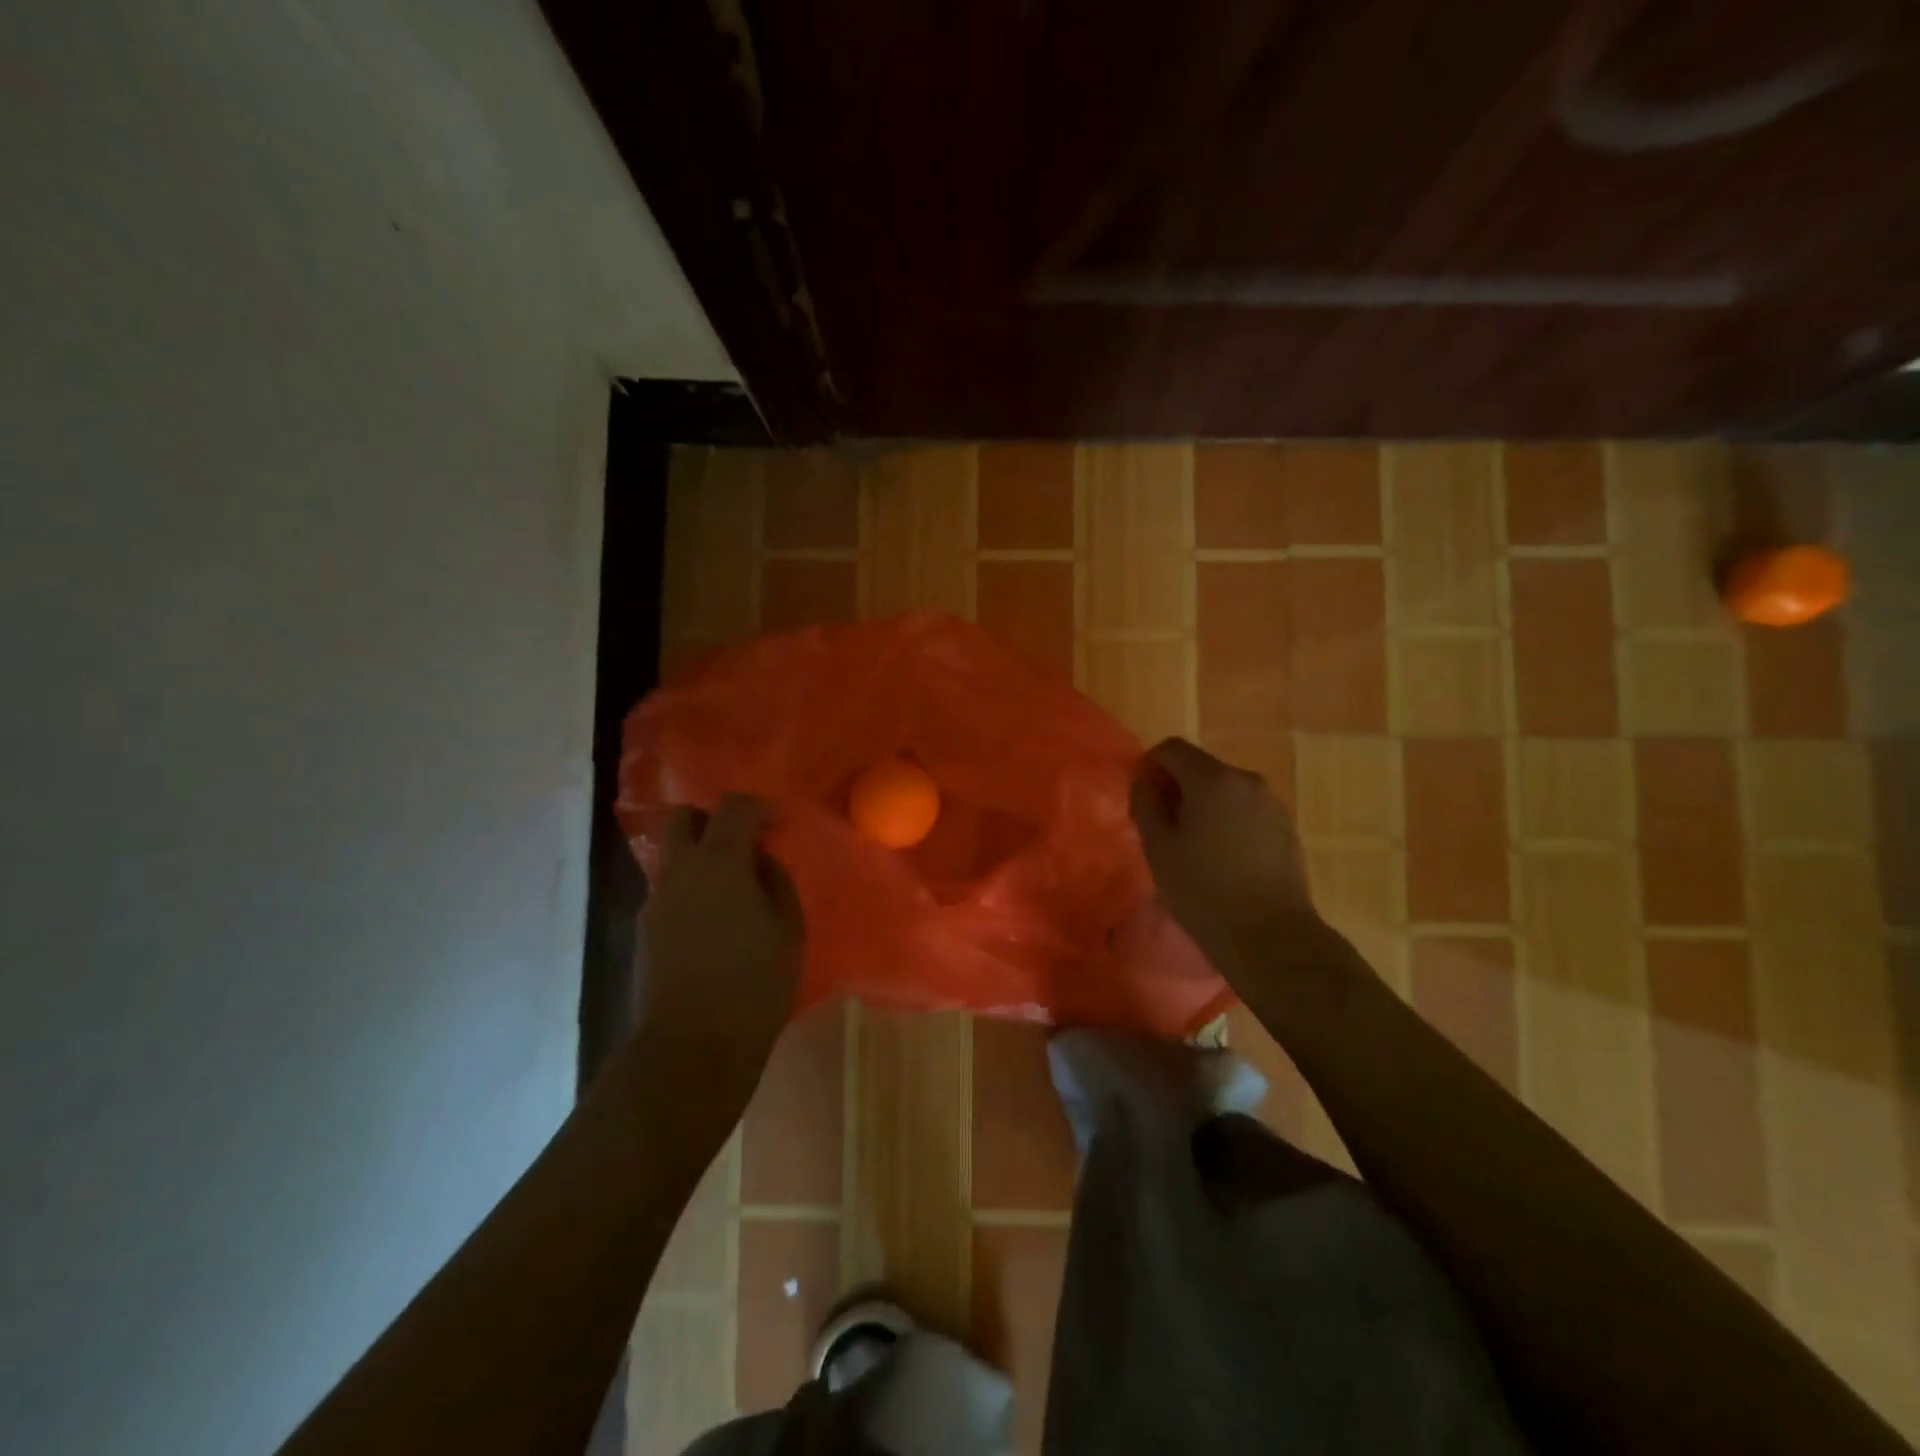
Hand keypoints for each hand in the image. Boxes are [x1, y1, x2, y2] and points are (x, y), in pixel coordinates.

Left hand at [637, 796, 804, 1094]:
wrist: (691, 1045)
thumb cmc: (754, 983)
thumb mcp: (788, 929)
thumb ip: (776, 883)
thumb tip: (760, 863)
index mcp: (719, 863)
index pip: (733, 807)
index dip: (759, 808)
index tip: (779, 827)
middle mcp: (679, 872)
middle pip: (682, 818)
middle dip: (713, 820)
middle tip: (744, 846)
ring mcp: (655, 901)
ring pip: (673, 857)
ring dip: (701, 858)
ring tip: (735, 894)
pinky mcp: (644, 931)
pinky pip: (670, 891)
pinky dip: (692, 890)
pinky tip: (715, 925)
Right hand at [1129, 738, 1316, 986]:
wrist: (1271, 936)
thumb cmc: (1203, 890)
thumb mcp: (1158, 847)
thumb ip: (1145, 803)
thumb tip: (1146, 781)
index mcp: (1213, 779)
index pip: (1172, 748)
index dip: (1150, 765)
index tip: (1141, 796)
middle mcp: (1246, 780)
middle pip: (1201, 767)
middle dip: (1177, 787)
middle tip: (1162, 826)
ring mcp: (1271, 803)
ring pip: (1224, 789)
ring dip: (1203, 804)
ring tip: (1193, 846)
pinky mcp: (1286, 827)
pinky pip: (1245, 809)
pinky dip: (1227, 820)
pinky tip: (1222, 857)